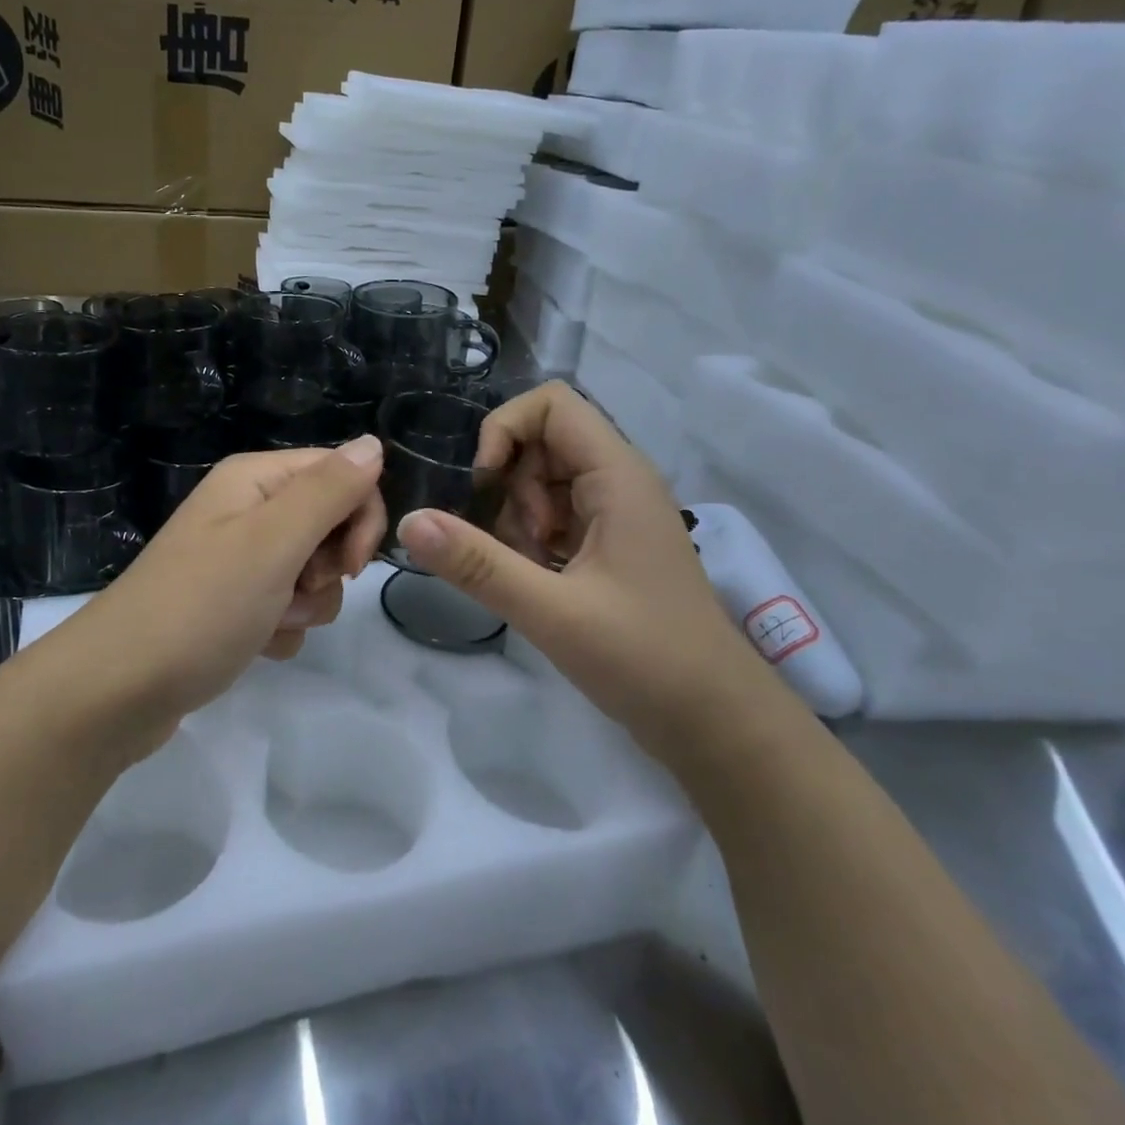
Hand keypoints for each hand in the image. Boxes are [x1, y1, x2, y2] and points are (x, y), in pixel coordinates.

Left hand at [52, 436, 385, 751]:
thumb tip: (373, 443)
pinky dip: (281, 629)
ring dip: (305, 605)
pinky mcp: (233, 605)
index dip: (359, 517)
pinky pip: (287, 608)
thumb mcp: (272, 541)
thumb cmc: (200, 607)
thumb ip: (328, 491)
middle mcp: (247, 510)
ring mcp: (238, 560)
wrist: (118, 689)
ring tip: (266, 623)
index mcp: (254, 479)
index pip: (342, 474)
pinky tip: (254, 645)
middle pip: (330, 525)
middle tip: (296, 589)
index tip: (349, 565)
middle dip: (328, 567)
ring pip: (313, 573)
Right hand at [394, 382, 786, 751]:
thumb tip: (408, 521)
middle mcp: (619, 482)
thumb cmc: (645, 658)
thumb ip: (478, 564)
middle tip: (516, 546)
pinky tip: (538, 584)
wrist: (715, 721)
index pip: (552, 404)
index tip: (484, 485)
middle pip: (542, 443)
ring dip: (519, 518)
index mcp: (618, 476)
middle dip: (510, 487)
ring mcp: (616, 515)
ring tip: (530, 572)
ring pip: (543, 483)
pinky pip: (555, 517)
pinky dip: (533, 541)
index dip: (505, 430)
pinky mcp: (610, 546)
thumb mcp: (552, 611)